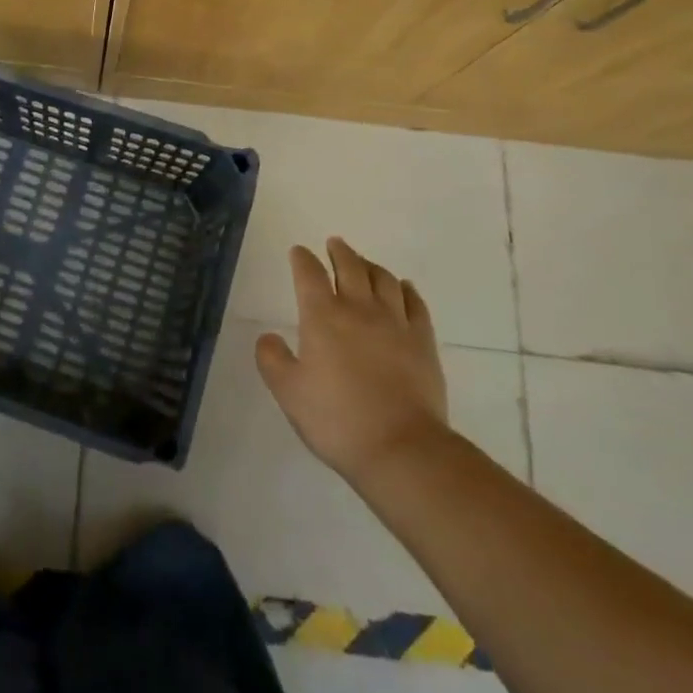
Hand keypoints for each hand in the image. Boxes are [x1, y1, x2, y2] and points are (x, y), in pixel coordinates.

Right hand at [255, 238, 449, 483]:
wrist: (401, 448)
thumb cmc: (337, 420)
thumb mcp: (288, 392)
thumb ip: (272, 359)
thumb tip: (269, 337)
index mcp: (322, 317)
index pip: (309, 274)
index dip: (302, 259)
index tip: (298, 252)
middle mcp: (359, 309)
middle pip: (350, 266)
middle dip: (339, 252)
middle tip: (334, 244)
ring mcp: (395, 323)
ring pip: (384, 279)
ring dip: (371, 265)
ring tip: (364, 263)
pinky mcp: (423, 342)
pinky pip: (416, 304)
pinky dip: (407, 290)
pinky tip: (404, 287)